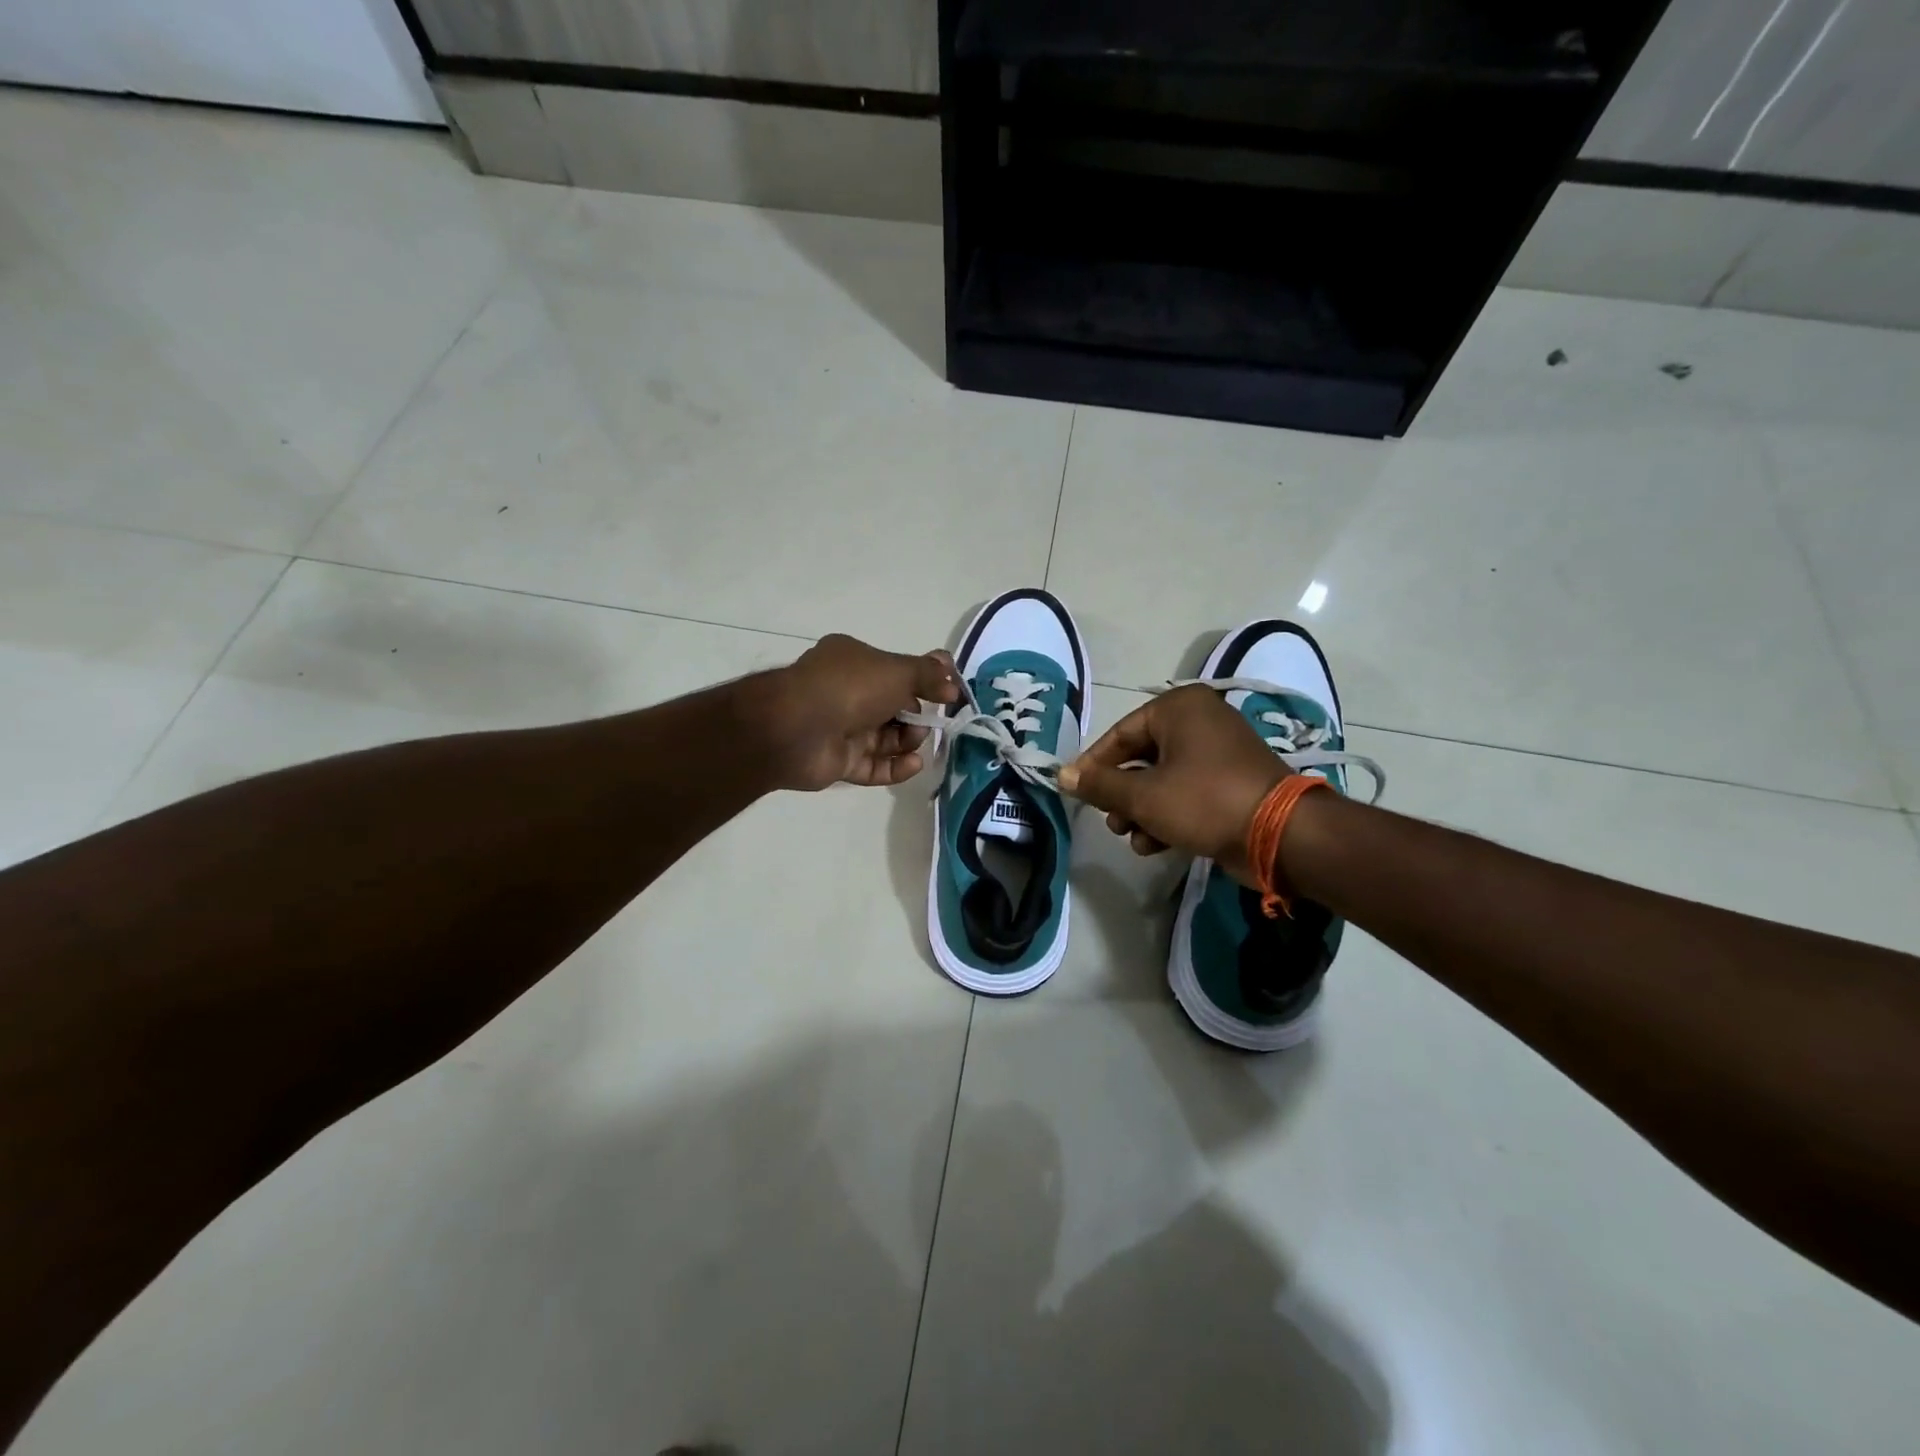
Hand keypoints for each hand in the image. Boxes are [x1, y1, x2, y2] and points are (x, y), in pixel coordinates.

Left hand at [761, 634, 958, 790]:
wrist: (795, 728)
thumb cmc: (849, 687)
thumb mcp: (898, 671)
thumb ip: (928, 675)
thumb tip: (953, 682)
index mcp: (854, 660)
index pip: (896, 671)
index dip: (923, 682)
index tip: (948, 693)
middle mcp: (846, 691)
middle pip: (893, 706)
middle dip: (917, 715)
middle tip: (931, 722)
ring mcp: (841, 728)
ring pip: (885, 738)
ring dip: (908, 742)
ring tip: (916, 743)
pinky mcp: (839, 761)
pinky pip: (873, 766)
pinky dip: (895, 767)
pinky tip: (914, 765)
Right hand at [1057, 685, 1287, 885]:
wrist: (1280, 835)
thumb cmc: (1204, 801)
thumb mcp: (1143, 795)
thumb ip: (1100, 785)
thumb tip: (1061, 775)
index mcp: (1179, 709)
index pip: (1120, 734)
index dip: (1093, 766)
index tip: (1075, 792)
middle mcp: (1199, 722)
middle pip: (1140, 758)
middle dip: (1121, 795)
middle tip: (1110, 821)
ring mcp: (1218, 753)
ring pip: (1161, 780)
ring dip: (1141, 811)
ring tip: (1133, 837)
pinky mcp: (1230, 783)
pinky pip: (1186, 793)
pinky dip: (1168, 816)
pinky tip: (1155, 845)